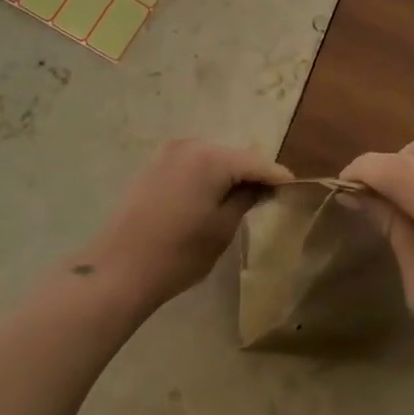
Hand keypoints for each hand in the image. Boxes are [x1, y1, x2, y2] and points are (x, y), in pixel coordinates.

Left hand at [72, 140, 291, 311]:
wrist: (118, 269)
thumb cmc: (177, 253)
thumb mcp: (222, 229)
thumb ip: (246, 199)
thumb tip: (261, 186)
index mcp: (211, 157)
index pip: (257, 162)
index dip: (278, 177)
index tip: (296, 190)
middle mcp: (190, 145)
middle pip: (234, 154)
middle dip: (253, 173)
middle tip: (271, 196)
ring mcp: (168, 153)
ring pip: (212, 157)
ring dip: (229, 174)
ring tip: (244, 198)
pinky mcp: (154, 166)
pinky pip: (192, 164)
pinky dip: (207, 176)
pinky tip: (213, 197)